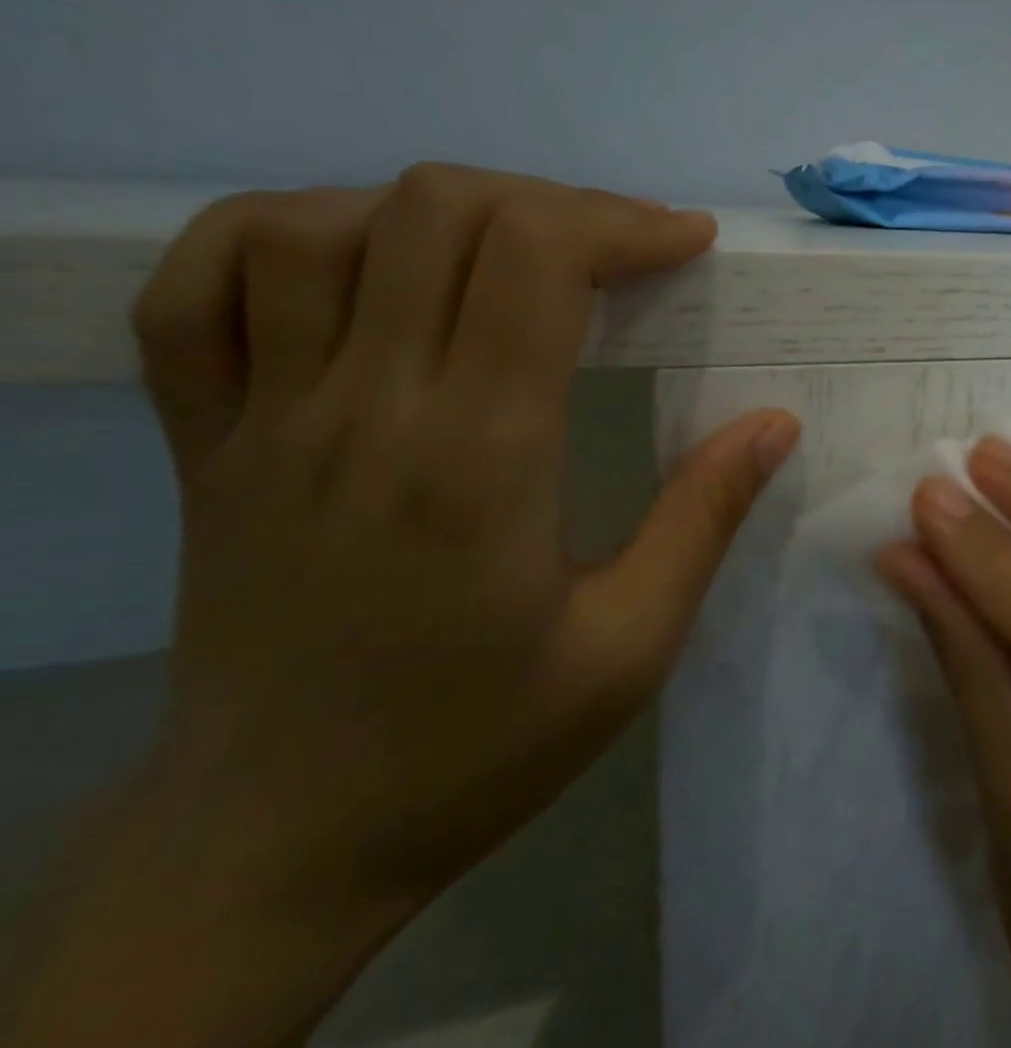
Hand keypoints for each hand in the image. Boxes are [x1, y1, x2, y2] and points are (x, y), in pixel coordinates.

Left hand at [7, 165, 797, 1047]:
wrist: (278, 842)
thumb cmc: (478, 743)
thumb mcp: (631, 647)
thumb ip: (705, 518)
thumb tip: (776, 420)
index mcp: (476, 459)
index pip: (533, 260)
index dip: (621, 223)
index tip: (685, 242)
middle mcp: (361, 411)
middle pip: (439, 211)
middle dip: (555, 205)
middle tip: (621, 249)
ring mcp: (261, 419)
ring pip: (318, 224)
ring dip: (437, 210)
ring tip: (511, 254)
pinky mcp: (203, 440)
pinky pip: (198, 287)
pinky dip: (283, 233)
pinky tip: (362, 257)